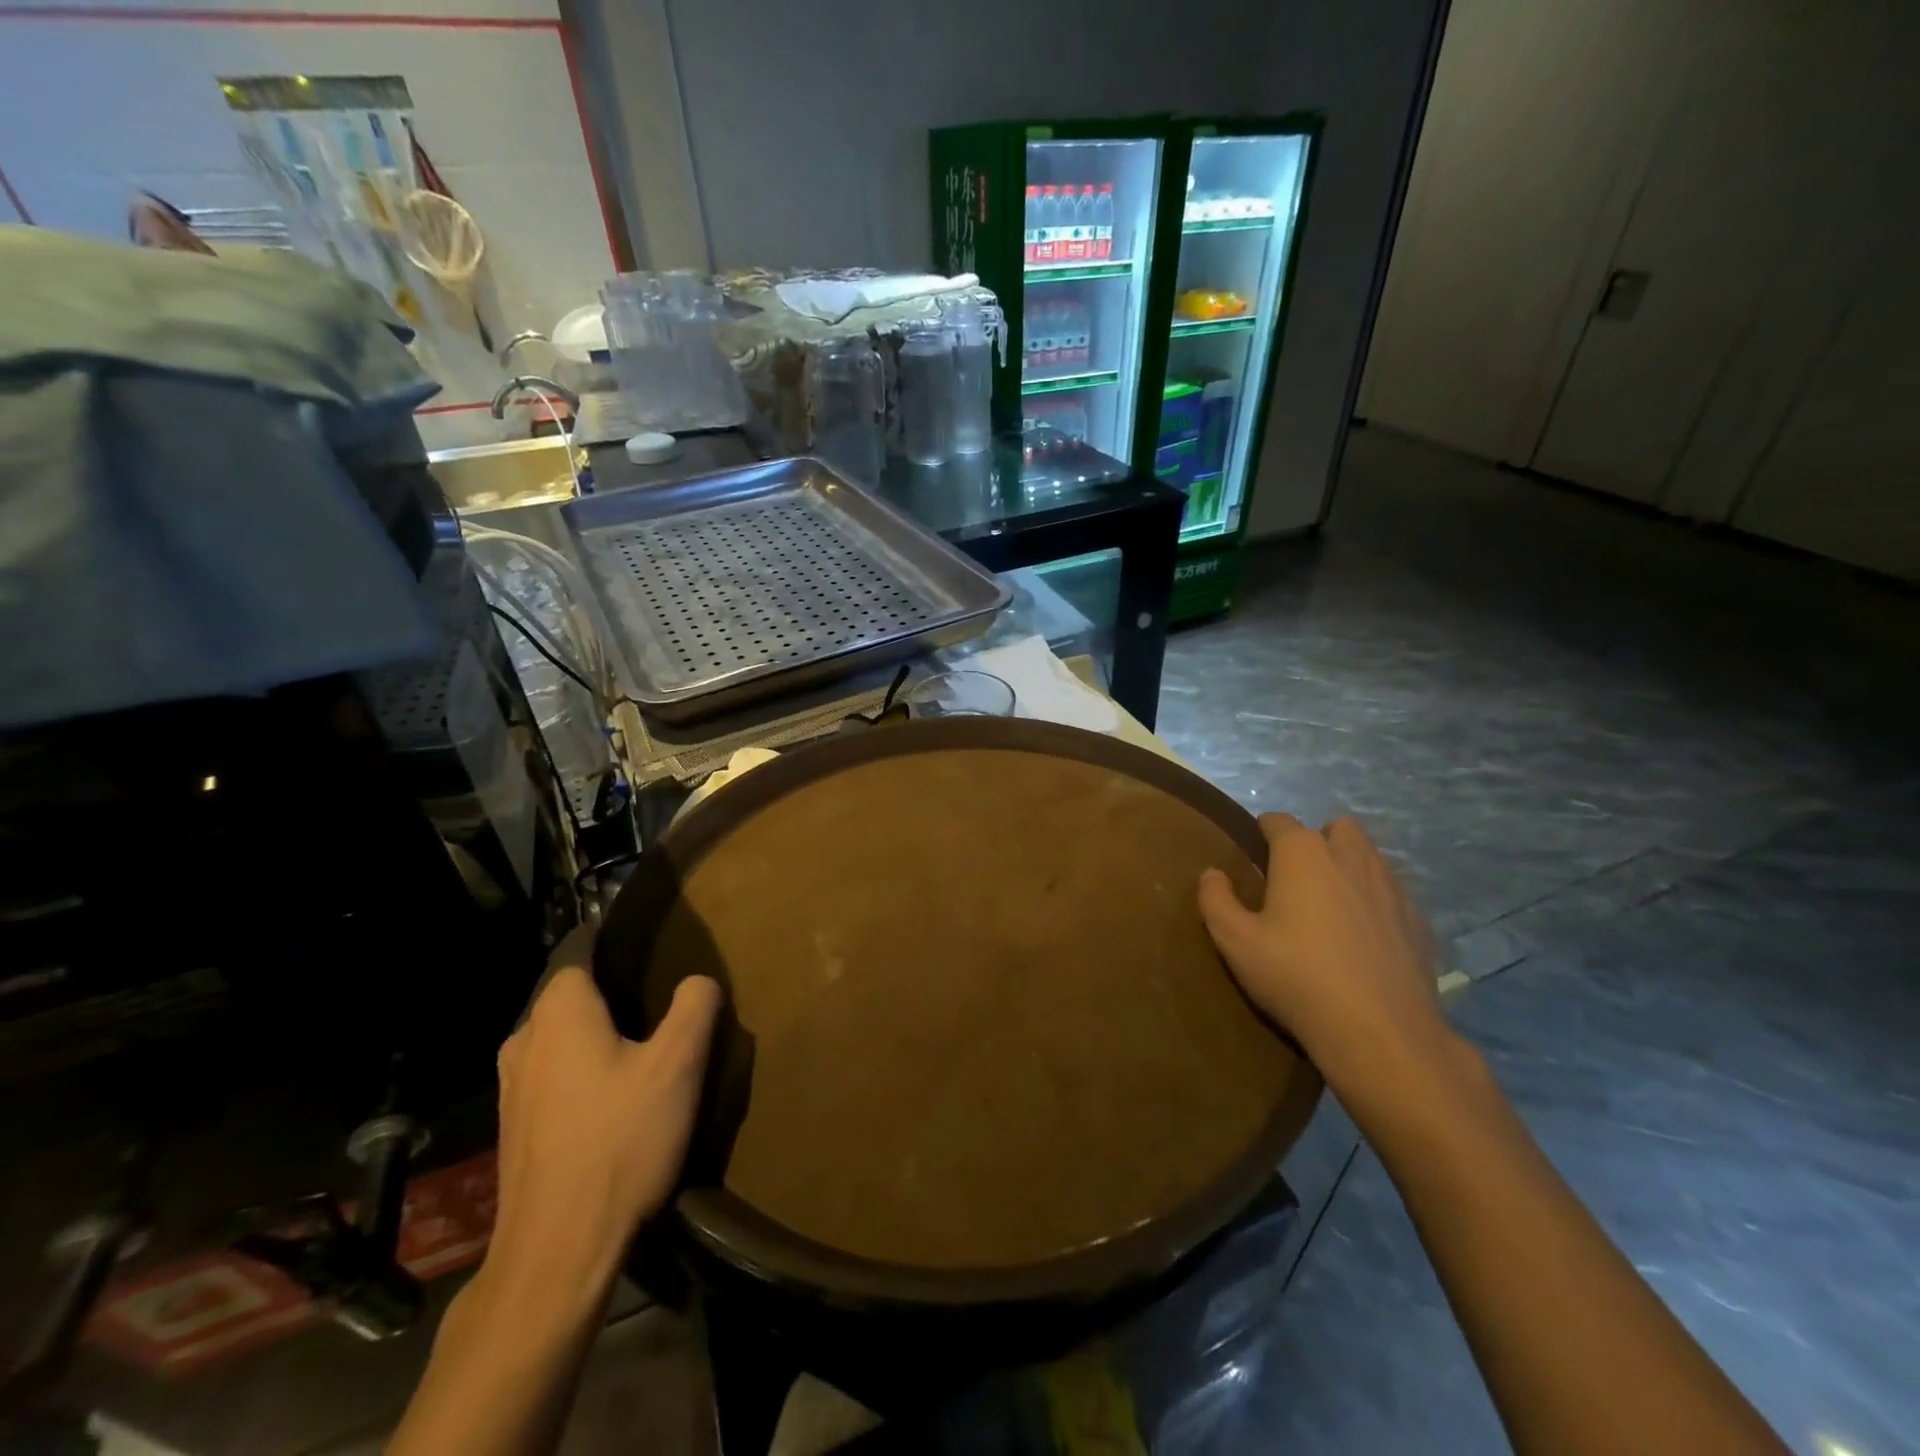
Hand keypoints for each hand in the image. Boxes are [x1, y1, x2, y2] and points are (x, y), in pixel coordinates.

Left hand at [485, 928, 721, 1307]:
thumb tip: (697, 980)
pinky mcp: (514, 1126)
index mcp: (559, 1011)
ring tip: (641, 1044)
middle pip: (569, 992)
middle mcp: (525, 1038)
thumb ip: (694, 1006)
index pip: (579, 949)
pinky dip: (581, 1067)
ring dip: (595, 1032)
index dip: (612, 938)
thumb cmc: (619, 1140)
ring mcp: (512, 1086)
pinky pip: (552, 1072)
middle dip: (610, 988)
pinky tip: (613, 1094)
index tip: (649, 942)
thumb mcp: (677, 1064)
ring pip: (559, 1035)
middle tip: (659, 996)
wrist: (557, 1250)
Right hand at [1198, 814, 1451, 1104]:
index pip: (1279, 821)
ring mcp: (1392, 888)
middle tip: (1296, 878)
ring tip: (1330, 905)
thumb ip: (1215, 899)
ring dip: (1349, 867)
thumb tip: (1212, 874)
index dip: (1263, 832)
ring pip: (1370, 857)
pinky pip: (1393, 896)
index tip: (1253, 855)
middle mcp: (1351, 858)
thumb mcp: (1235, 941)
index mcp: (1303, 854)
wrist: (1380, 1032)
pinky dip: (1376, 904)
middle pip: (1337, 827)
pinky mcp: (1419, 922)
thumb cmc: (1296, 976)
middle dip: (1317, 840)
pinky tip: (1364, 938)